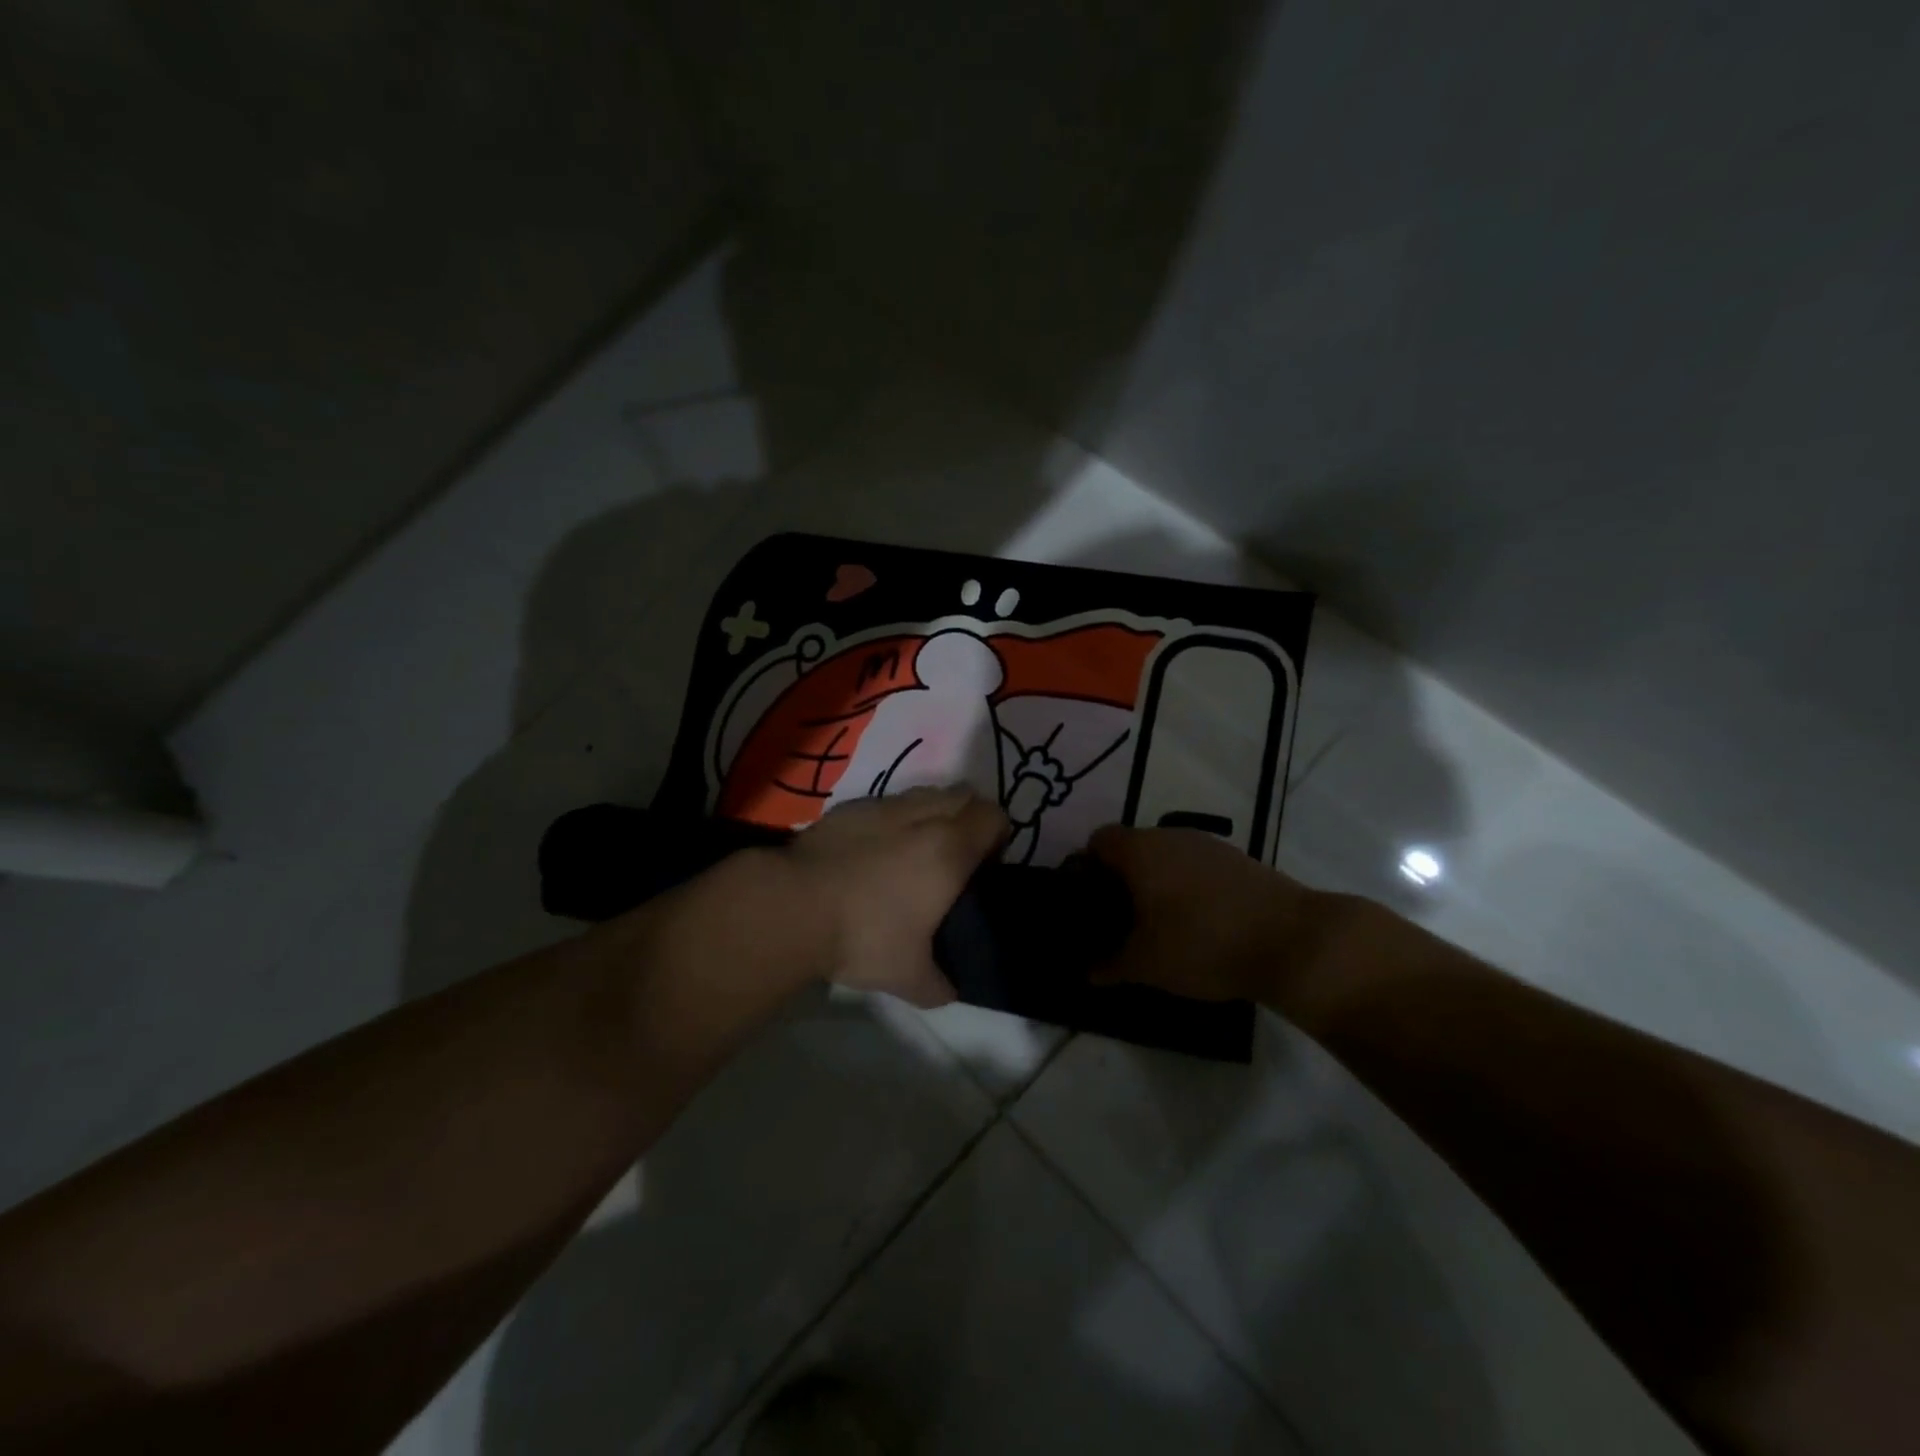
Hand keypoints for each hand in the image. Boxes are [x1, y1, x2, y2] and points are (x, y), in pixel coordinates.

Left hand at [777, 787, 1008, 1007]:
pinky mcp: (849, 807)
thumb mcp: (909, 977)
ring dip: (933, 813)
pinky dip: (893, 819)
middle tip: (956, 858)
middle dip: (969, 819)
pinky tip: (874, 851)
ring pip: (926, 793)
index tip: (986, 867)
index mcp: (949, 850)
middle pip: (965, 795)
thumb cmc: (863, 937)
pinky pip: (887, 803)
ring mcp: (883, 806)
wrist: (793, 906)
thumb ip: (940, 984)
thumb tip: (949, 990)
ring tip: (915, 851)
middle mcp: (922, 816)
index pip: (994, 818)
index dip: (999, 837)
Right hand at [1086, 825, 1320, 1002]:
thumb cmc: (1203, 944)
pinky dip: (1188, 888)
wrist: (1292, 941)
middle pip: (1132, 847)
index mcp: (1140, 850)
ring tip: (1159, 925)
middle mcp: (1170, 836)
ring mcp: (1208, 846)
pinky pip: (1197, 867)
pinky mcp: (1238, 860)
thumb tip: (1087, 972)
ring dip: (1157, 883)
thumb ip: (1110, 965)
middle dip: (1122, 879)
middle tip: (1120, 919)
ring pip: (1167, 857)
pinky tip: (1199, 923)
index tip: (1089, 902)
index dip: (1087, 868)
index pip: (1098, 840)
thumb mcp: (1147, 964)